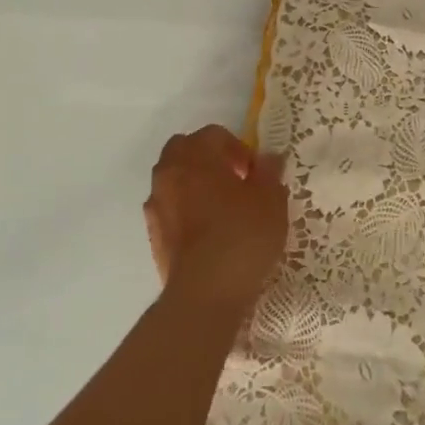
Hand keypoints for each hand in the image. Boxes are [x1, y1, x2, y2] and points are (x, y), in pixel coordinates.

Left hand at [143, 125, 288, 311]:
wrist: (206, 291)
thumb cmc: (243, 234)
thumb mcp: (270, 199)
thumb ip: (269, 172)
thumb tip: (268, 158)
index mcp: (196, 156)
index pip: (213, 134)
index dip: (238, 148)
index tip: (255, 173)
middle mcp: (169, 173)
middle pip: (184, 150)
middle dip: (208, 159)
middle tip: (235, 181)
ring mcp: (156, 204)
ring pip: (173, 179)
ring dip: (194, 184)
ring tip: (221, 208)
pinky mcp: (153, 234)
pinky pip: (169, 208)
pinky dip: (185, 210)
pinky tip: (207, 232)